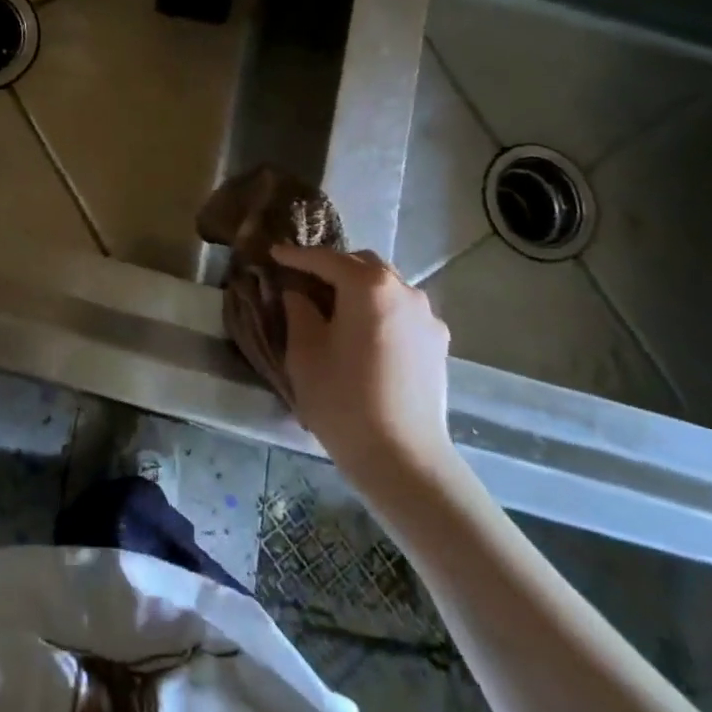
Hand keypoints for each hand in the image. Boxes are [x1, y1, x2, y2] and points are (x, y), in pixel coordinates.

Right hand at [270, 245, 457, 494]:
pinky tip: (365, 333)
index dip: (296, 256)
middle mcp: (404, 291)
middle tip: (304, 280)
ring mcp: (427, 317)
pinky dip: (379, 310)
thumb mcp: (304, 352)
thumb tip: (298, 293)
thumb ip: (298, 310)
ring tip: (335, 306)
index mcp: (368, 287)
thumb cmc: (343, 399)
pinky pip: (402, 312)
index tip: (274, 254)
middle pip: (363, 264)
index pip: (326, 259)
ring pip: (387, 286)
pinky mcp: (437, 344)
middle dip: (333, 267)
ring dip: (359, 288)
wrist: (402, 457)